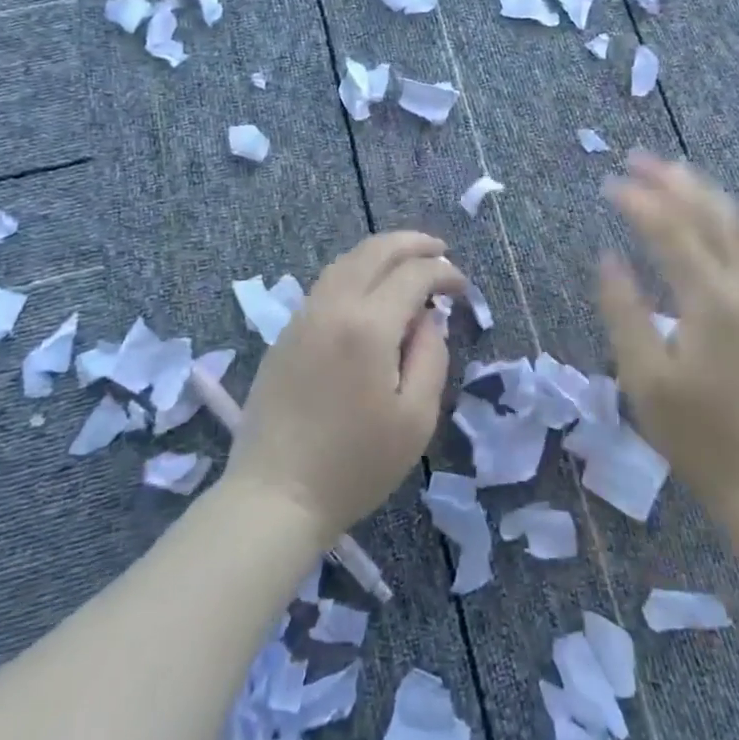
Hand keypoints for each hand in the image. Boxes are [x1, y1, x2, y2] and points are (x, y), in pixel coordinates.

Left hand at [227, 232, 464, 539]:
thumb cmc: (355, 464)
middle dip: (413, 243)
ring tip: (408, 263)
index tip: (462, 288)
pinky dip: (356, 271)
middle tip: (440, 251)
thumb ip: (432, 356)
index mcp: (368, 325)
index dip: (444, 273)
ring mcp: (303, 316)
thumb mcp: (416, 418)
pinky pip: (327, 284)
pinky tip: (371, 290)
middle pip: (375, 251)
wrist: (275, 496)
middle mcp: (332, 306)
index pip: (413, 274)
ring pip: (346, 261)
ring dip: (382, 253)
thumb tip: (427, 318)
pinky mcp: (286, 333)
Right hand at [598, 152, 738, 523]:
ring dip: (702, 192)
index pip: (671, 231)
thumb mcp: (644, 377)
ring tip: (672, 171)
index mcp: (711, 301)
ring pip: (736, 224)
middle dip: (673, 182)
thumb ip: (624, 312)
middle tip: (638, 158)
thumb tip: (607, 258)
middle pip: (710, 215)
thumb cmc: (697, 434)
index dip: (639, 202)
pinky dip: (724, 216)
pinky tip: (710, 213)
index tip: (608, 183)